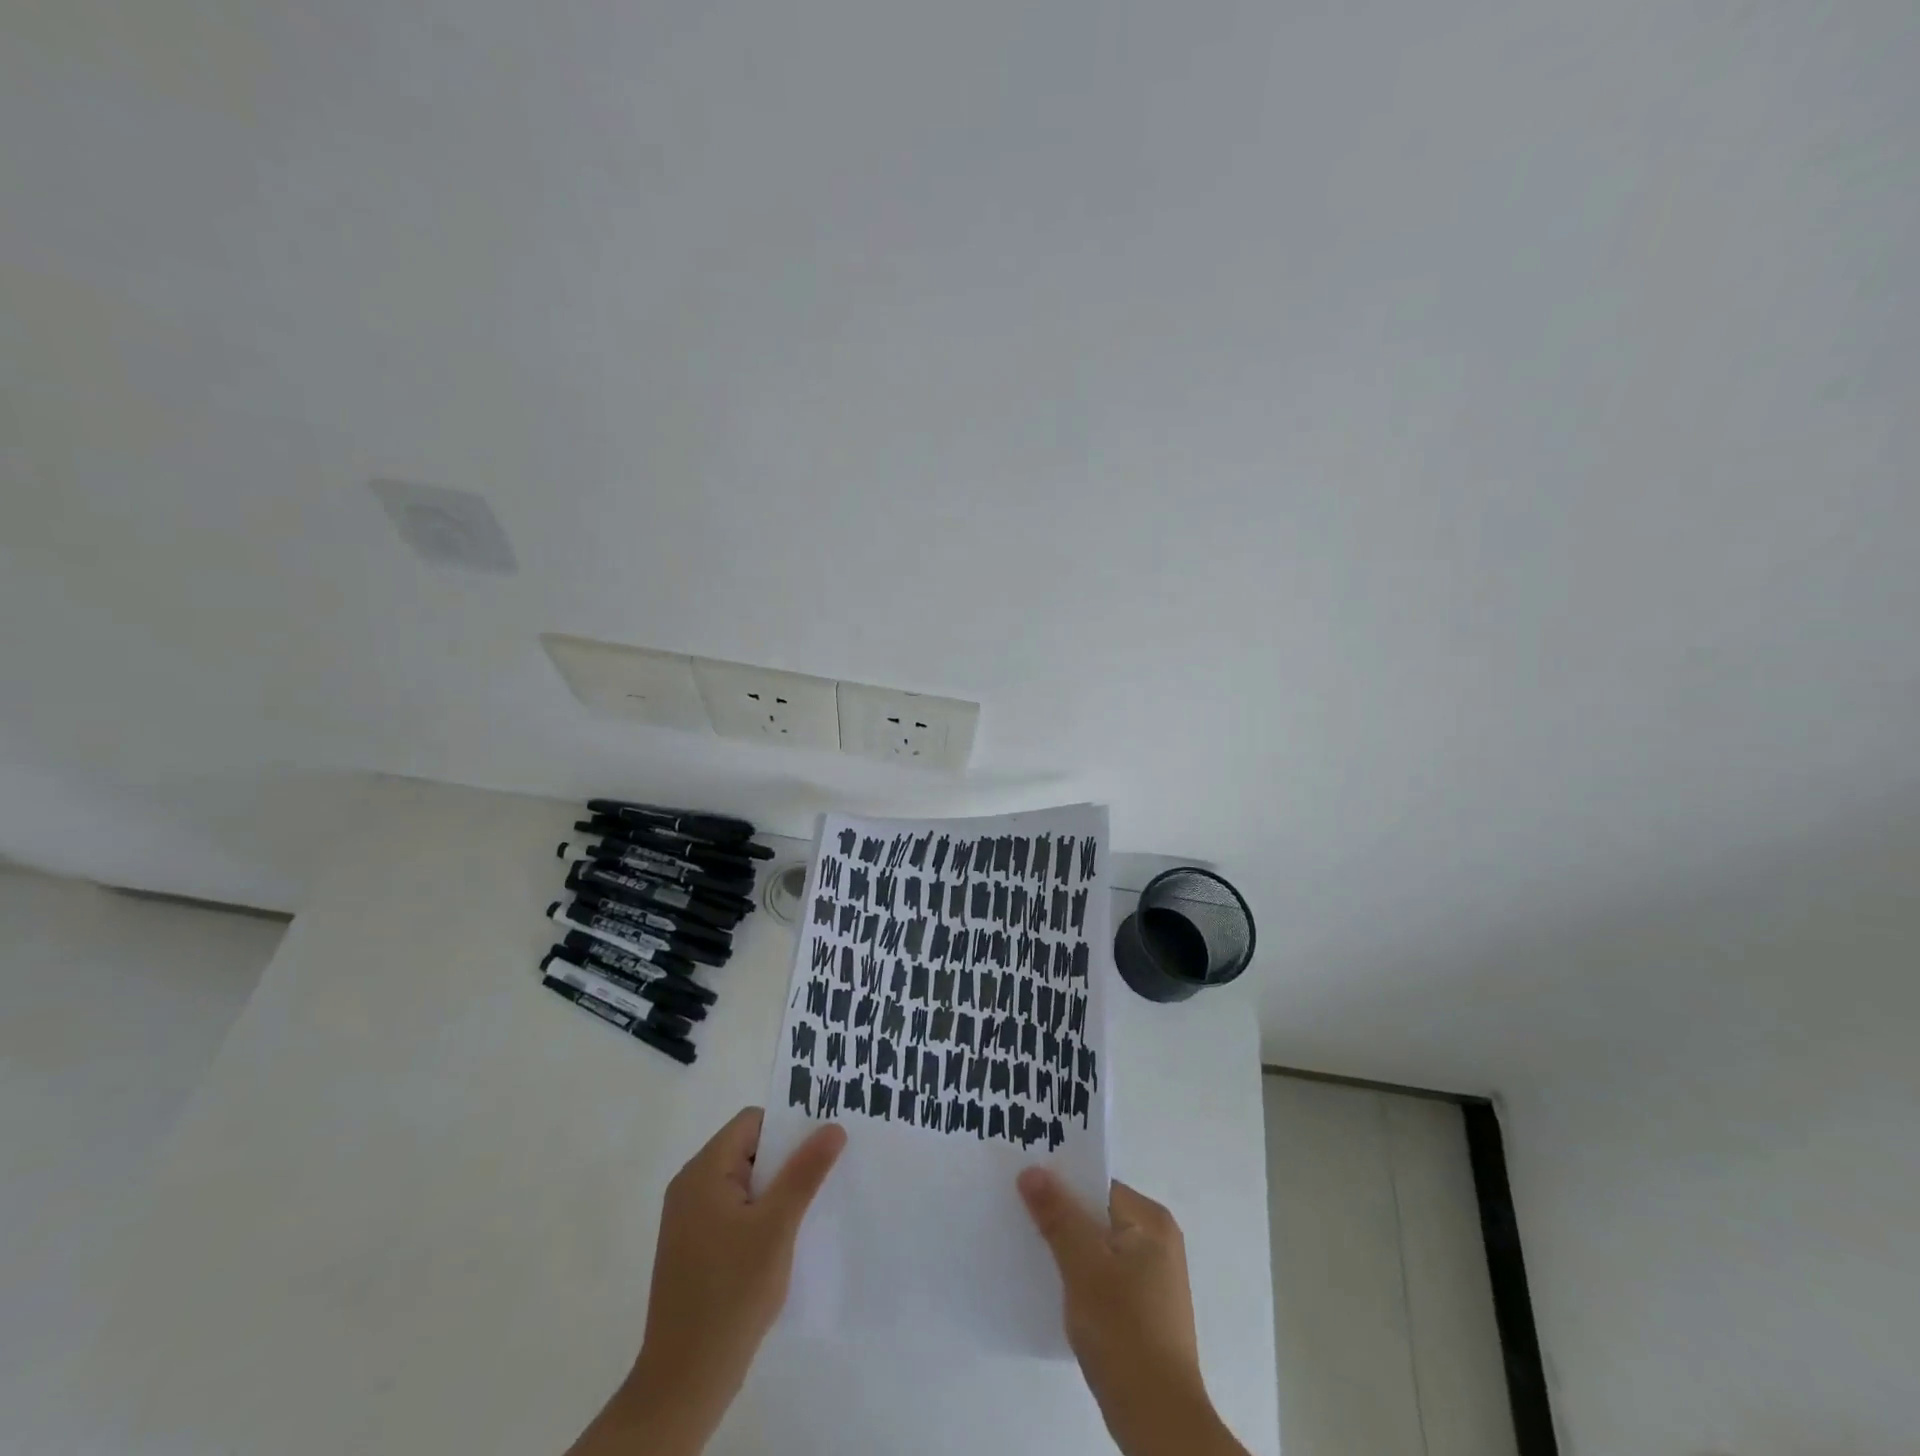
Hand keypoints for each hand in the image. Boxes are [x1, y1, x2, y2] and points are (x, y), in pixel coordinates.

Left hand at [569, 1108, 845, 1455]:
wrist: (684, 1382)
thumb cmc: (731, 1293)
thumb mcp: (777, 1226)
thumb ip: (805, 1172)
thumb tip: (833, 1127)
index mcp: (703, 1172)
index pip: (752, 1123)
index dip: (788, 1127)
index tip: (822, 1144)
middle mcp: (690, 1187)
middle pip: (747, 1150)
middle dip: (786, 1159)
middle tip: (826, 1172)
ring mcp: (689, 1220)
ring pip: (743, 1182)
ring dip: (776, 1189)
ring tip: (811, 1205)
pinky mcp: (694, 1248)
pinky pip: (734, 1210)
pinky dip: (760, 1214)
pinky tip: (785, 1238)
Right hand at [1017, 1169, 1248, 1455]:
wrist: (1159, 1419)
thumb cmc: (1123, 1330)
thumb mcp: (1083, 1266)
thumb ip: (1057, 1214)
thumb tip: (1033, 1170)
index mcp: (1151, 1220)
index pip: (1097, 1184)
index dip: (1061, 1183)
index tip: (1024, 1187)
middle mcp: (1158, 1240)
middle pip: (1098, 1214)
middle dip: (1062, 1216)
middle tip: (1020, 1215)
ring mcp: (1154, 1277)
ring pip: (1099, 1246)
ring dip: (1069, 1248)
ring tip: (1031, 1249)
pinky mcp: (1145, 1309)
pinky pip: (1105, 1274)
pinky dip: (1081, 1276)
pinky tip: (1056, 1288)